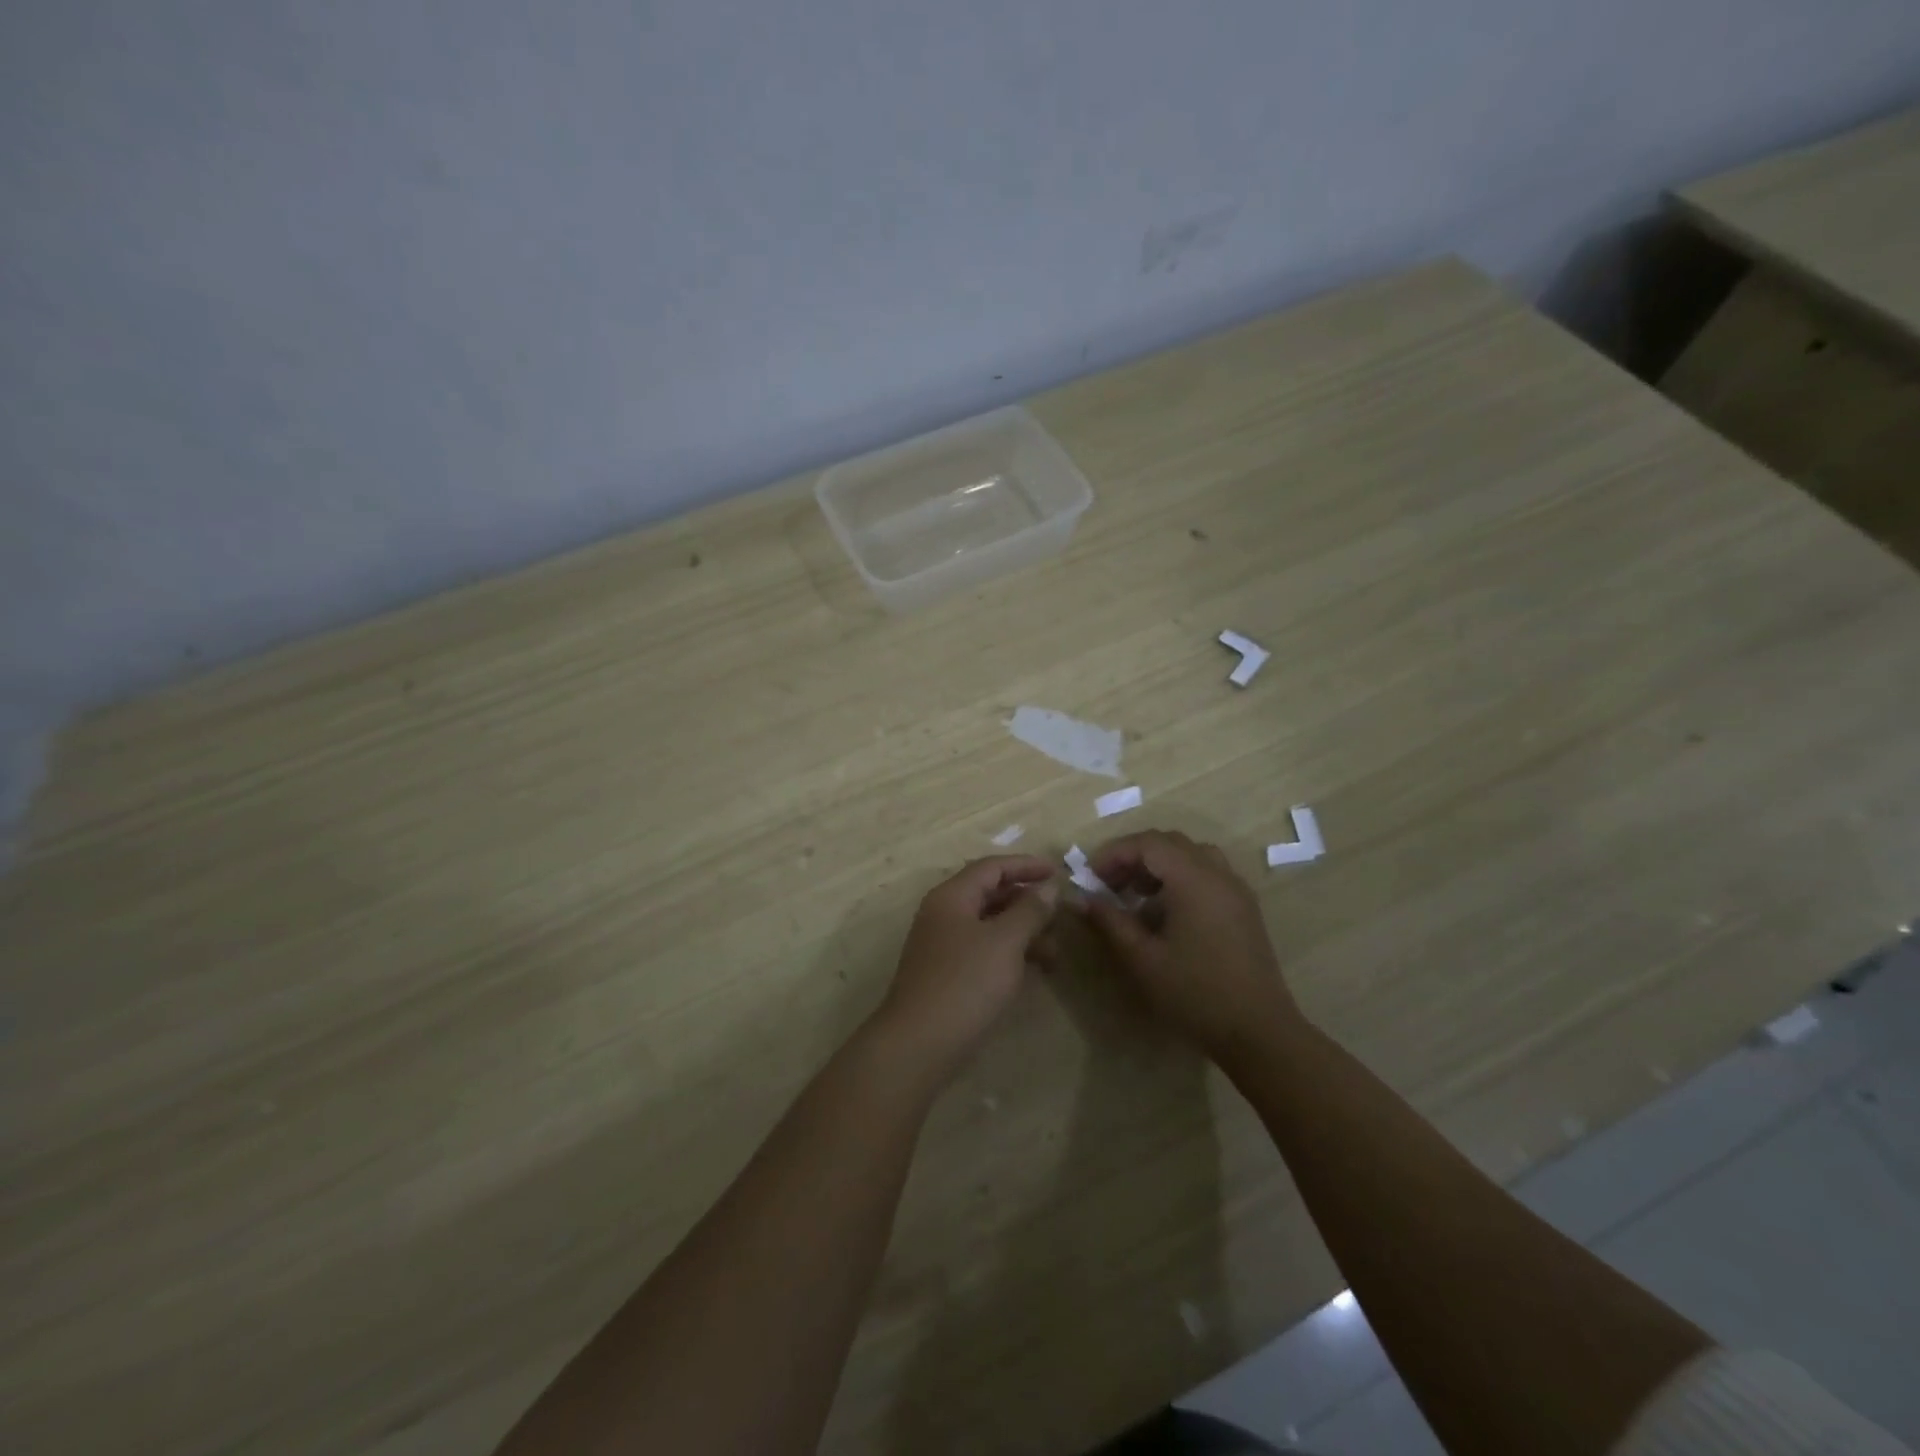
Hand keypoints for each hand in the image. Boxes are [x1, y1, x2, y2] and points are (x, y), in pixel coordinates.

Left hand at [872, 855, 1059, 1084]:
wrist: (919, 1043)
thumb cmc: (965, 983)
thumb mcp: (1005, 942)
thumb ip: (1029, 910)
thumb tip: (1048, 887)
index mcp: (952, 897)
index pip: (992, 867)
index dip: (1025, 866)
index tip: (1057, 871)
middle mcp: (944, 914)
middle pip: (990, 894)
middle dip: (1027, 901)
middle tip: (1060, 914)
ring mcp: (943, 945)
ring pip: (989, 925)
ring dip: (1023, 932)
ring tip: (1055, 953)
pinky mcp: (947, 974)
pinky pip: (984, 950)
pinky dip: (1009, 953)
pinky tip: (1032, 971)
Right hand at [1075, 830, 1302, 1064]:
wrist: (1258, 1031)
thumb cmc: (1195, 993)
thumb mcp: (1142, 958)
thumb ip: (1110, 921)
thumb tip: (1081, 898)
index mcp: (1193, 879)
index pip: (1147, 843)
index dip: (1114, 853)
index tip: (1090, 878)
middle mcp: (1218, 873)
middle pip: (1169, 843)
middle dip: (1134, 857)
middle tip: (1108, 884)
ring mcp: (1236, 889)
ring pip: (1191, 856)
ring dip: (1158, 866)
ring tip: (1135, 895)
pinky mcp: (1244, 908)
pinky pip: (1207, 873)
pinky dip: (1180, 878)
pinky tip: (1166, 914)